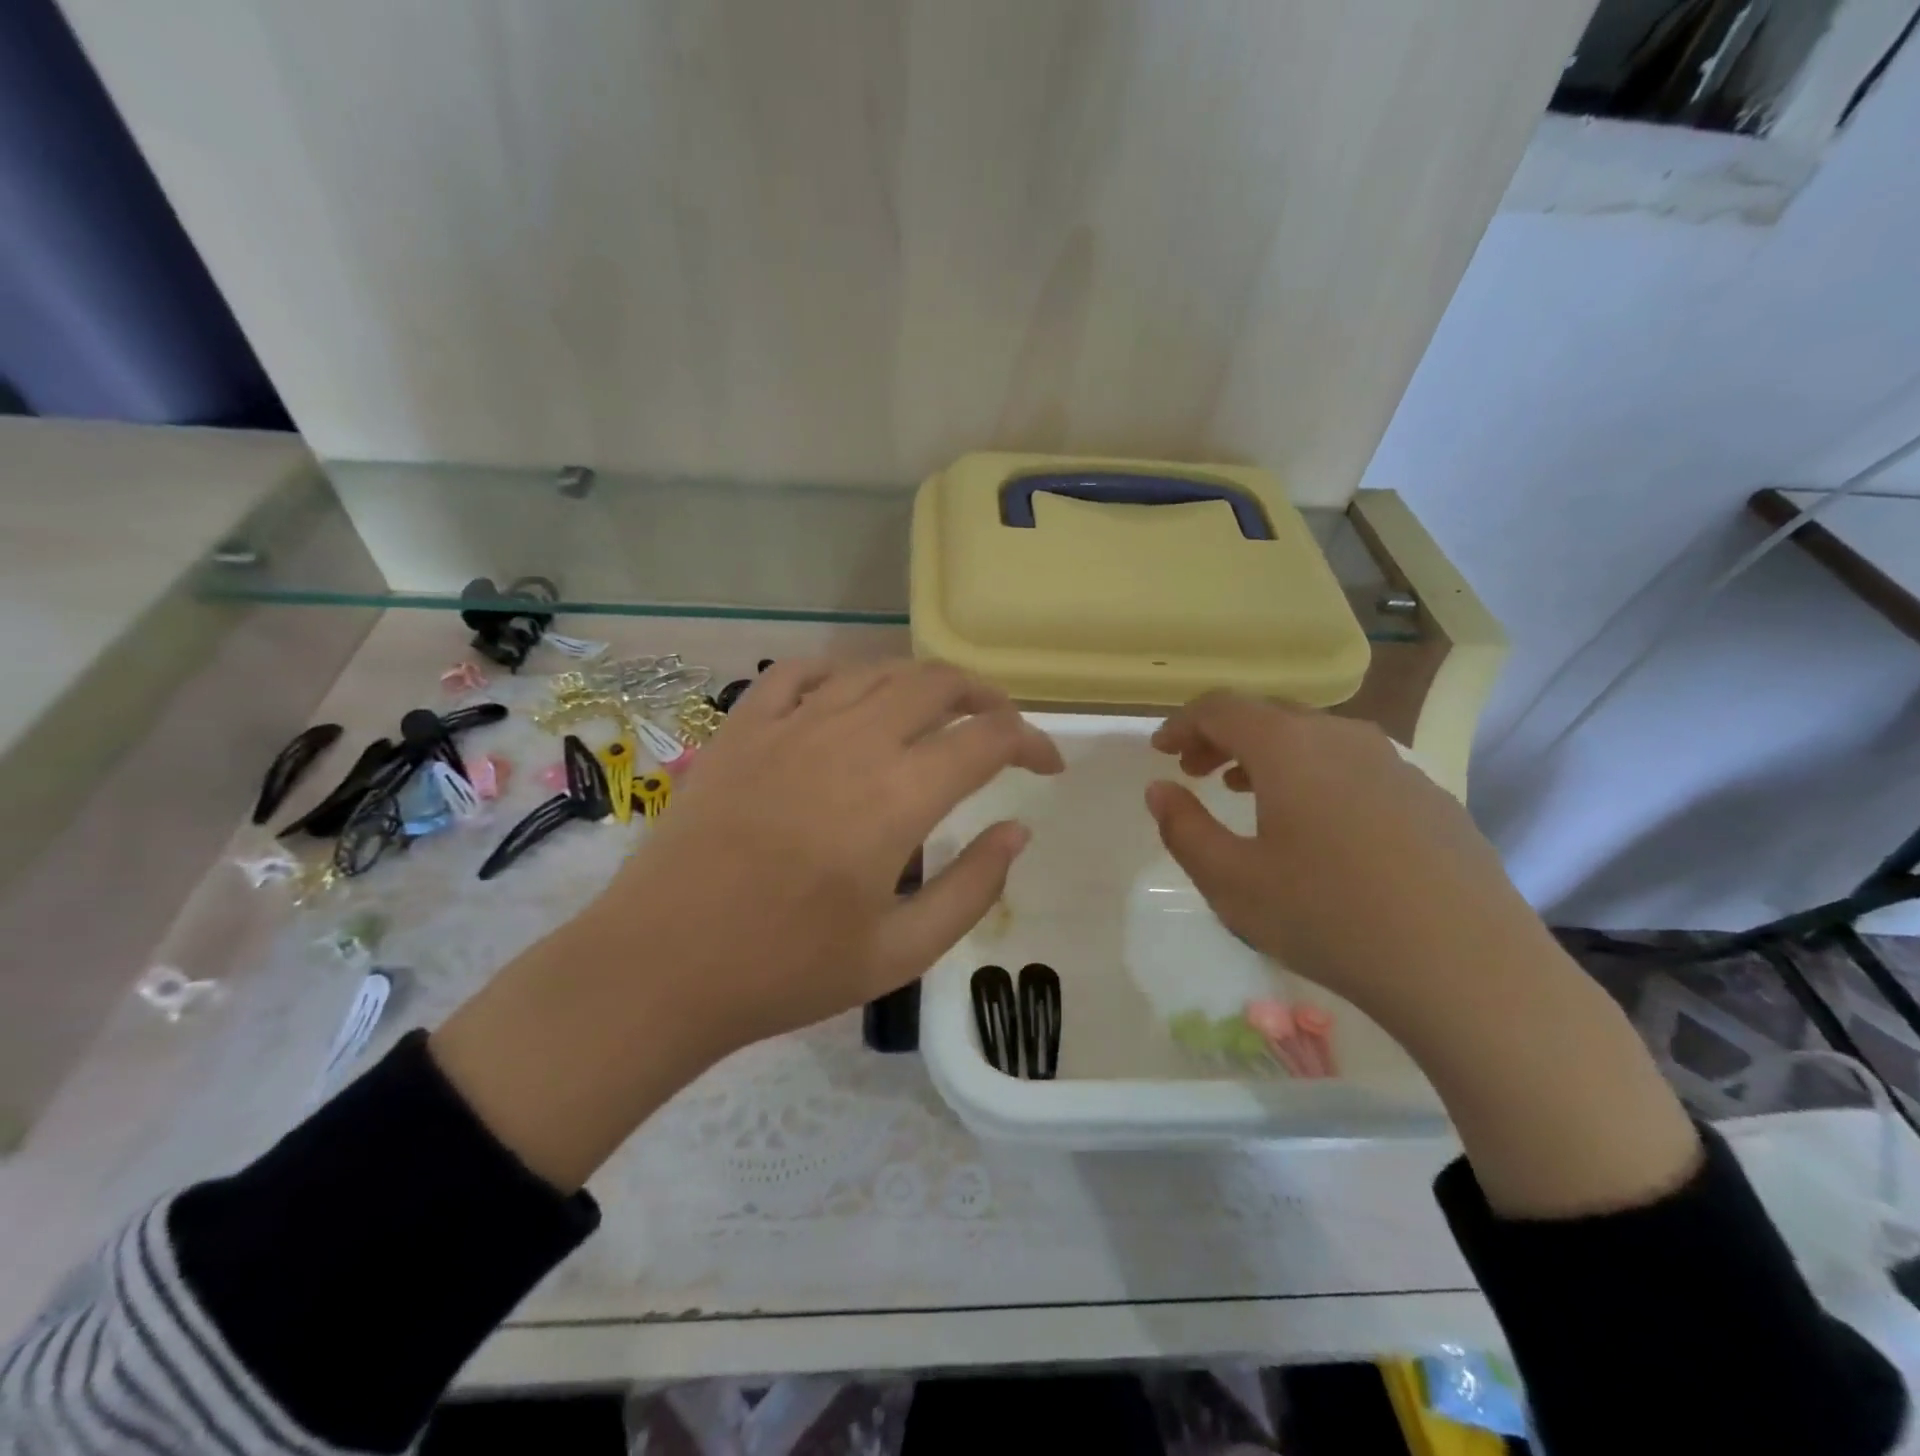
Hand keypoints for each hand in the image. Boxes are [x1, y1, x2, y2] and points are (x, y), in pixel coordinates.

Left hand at [621, 658, 1063, 1051]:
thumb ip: (973, 887)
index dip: (1031, 743)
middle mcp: (852, 741)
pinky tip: (849, 696)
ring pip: (875, 670)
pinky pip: (798, 673)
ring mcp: (791, 726)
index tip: (1047, 766)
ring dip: (921, 682)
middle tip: (1001, 728)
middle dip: (985, 697)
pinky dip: (839, 673)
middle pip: (937, 684)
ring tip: (938, 712)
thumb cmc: (787, 969)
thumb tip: (1018, 831)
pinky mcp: (742, 729)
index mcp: (898, 795)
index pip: (988, 739)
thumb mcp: (902, 951)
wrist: (663, 966)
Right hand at [1144, 691, 1544, 1029]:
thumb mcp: (1231, 882)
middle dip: (1222, 736)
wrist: (1468, 968)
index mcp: (1289, 746)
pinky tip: (1315, 823)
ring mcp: (1393, 763)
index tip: (1160, 750)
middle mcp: (1342, 737)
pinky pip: (1353, 765)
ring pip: (1314, 738)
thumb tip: (1159, 789)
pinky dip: (1314, 775)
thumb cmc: (1329, 917)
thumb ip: (1183, 828)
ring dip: (1267, 755)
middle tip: (1194, 770)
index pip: (1220, 708)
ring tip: (1243, 790)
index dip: (1182, 723)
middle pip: (1268, 714)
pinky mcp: (1428, 795)